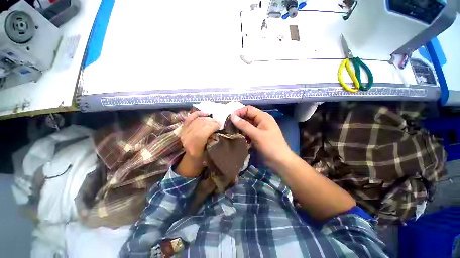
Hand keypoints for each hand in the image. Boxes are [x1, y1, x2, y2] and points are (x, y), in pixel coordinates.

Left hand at [177, 111, 220, 177]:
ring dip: (207, 118)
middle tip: (219, 122)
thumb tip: (219, 127)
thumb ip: (214, 140)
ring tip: (214, 120)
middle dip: (211, 121)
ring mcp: (183, 133)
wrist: (191, 158)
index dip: (212, 126)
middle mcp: (186, 139)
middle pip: (199, 125)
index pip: (202, 133)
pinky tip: (206, 113)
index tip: (221, 125)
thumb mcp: (210, 152)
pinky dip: (198, 114)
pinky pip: (190, 117)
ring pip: (196, 120)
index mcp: (194, 148)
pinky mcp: (183, 128)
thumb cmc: (203, 157)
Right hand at [231, 106, 294, 171]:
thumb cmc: (271, 146)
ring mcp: (259, 129)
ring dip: (240, 127)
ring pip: (247, 124)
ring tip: (231, 131)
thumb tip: (232, 116)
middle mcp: (261, 121)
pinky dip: (243, 133)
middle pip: (247, 116)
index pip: (248, 109)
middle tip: (228, 125)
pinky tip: (238, 137)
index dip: (239, 112)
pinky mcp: (258, 136)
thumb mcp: (257, 135)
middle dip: (238, 120)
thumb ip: (244, 125)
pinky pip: (248, 131)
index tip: (229, 118)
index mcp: (263, 117)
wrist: (280, 162)